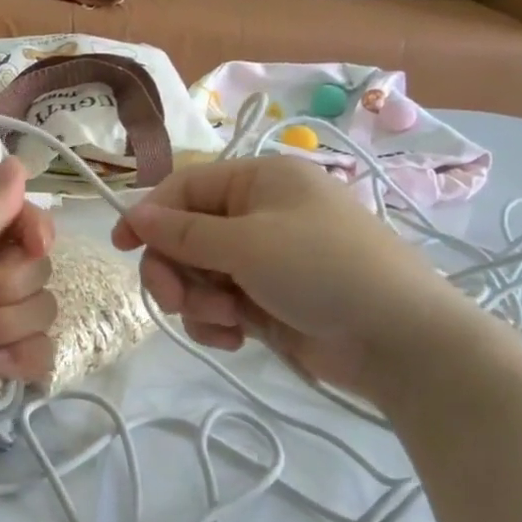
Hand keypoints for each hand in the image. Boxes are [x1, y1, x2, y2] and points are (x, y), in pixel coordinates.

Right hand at [110, 156, 483, 398]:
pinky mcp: (266, 300)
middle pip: (184, 236)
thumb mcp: (247, 244)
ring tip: (226, 320)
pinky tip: (236, 338)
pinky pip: (218, 303)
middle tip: (173, 300)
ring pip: (197, 274)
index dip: (149, 214)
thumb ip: (182, 232)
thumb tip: (133, 214)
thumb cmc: (323, 269)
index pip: (184, 187)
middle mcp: (258, 214)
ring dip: (198, 300)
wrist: (399, 340)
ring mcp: (263, 260)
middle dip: (174, 270)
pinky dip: (216, 321)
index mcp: (259, 181)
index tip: (122, 246)